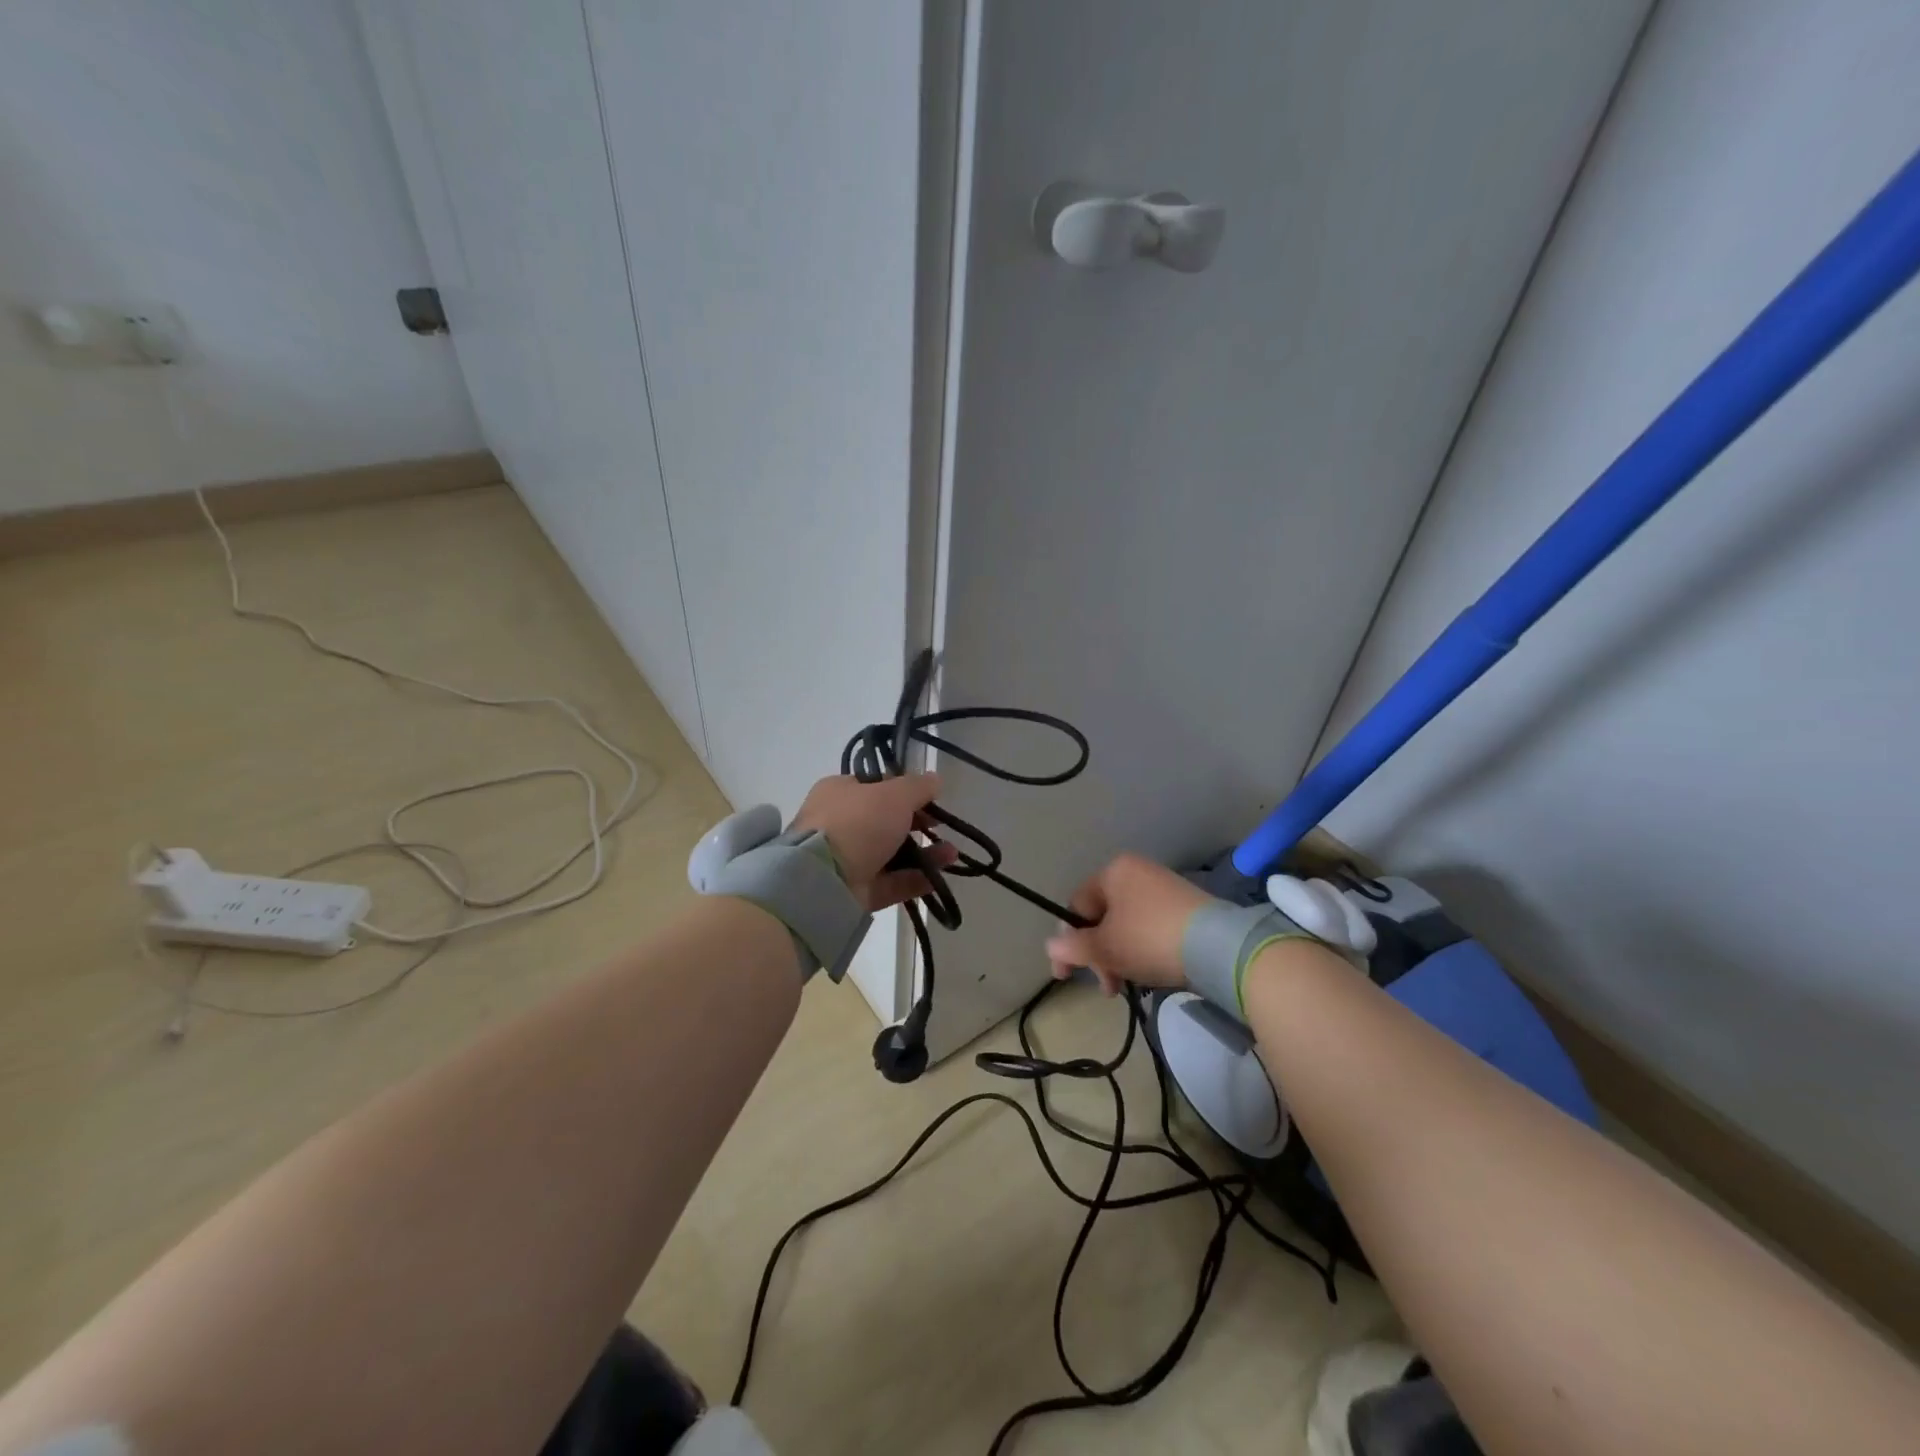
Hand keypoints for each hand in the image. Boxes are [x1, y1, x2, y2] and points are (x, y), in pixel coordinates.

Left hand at [790, 773, 958, 912]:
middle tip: (942, 826)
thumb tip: (935, 778)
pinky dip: (915, 880)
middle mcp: (840, 824)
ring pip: (892, 854)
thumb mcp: (894, 794)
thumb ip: (918, 787)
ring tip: (952, 854)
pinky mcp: (856, 892)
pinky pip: (891, 883)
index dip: (904, 791)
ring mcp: (847, 860)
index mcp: (839, 793)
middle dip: (917, 824)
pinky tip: (939, 877)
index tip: (930, 798)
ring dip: (924, 853)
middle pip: (885, 822)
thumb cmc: (858, 822)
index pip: (875, 787)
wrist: (824, 879)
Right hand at [1044, 853, 1212, 994]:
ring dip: (1118, 957)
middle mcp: (1137, 872)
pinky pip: (1150, 928)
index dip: (1068, 941)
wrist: (1217, 947)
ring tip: (1126, 986)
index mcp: (1113, 872)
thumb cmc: (1149, 939)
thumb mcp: (1104, 947)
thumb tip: (1051, 946)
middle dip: (1097, 955)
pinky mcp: (1186, 907)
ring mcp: (1164, 888)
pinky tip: (1148, 973)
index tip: (1066, 974)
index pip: (1077, 905)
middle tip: (1106, 987)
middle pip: (1102, 917)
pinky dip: (1142, 950)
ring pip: (1126, 926)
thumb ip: (1073, 947)